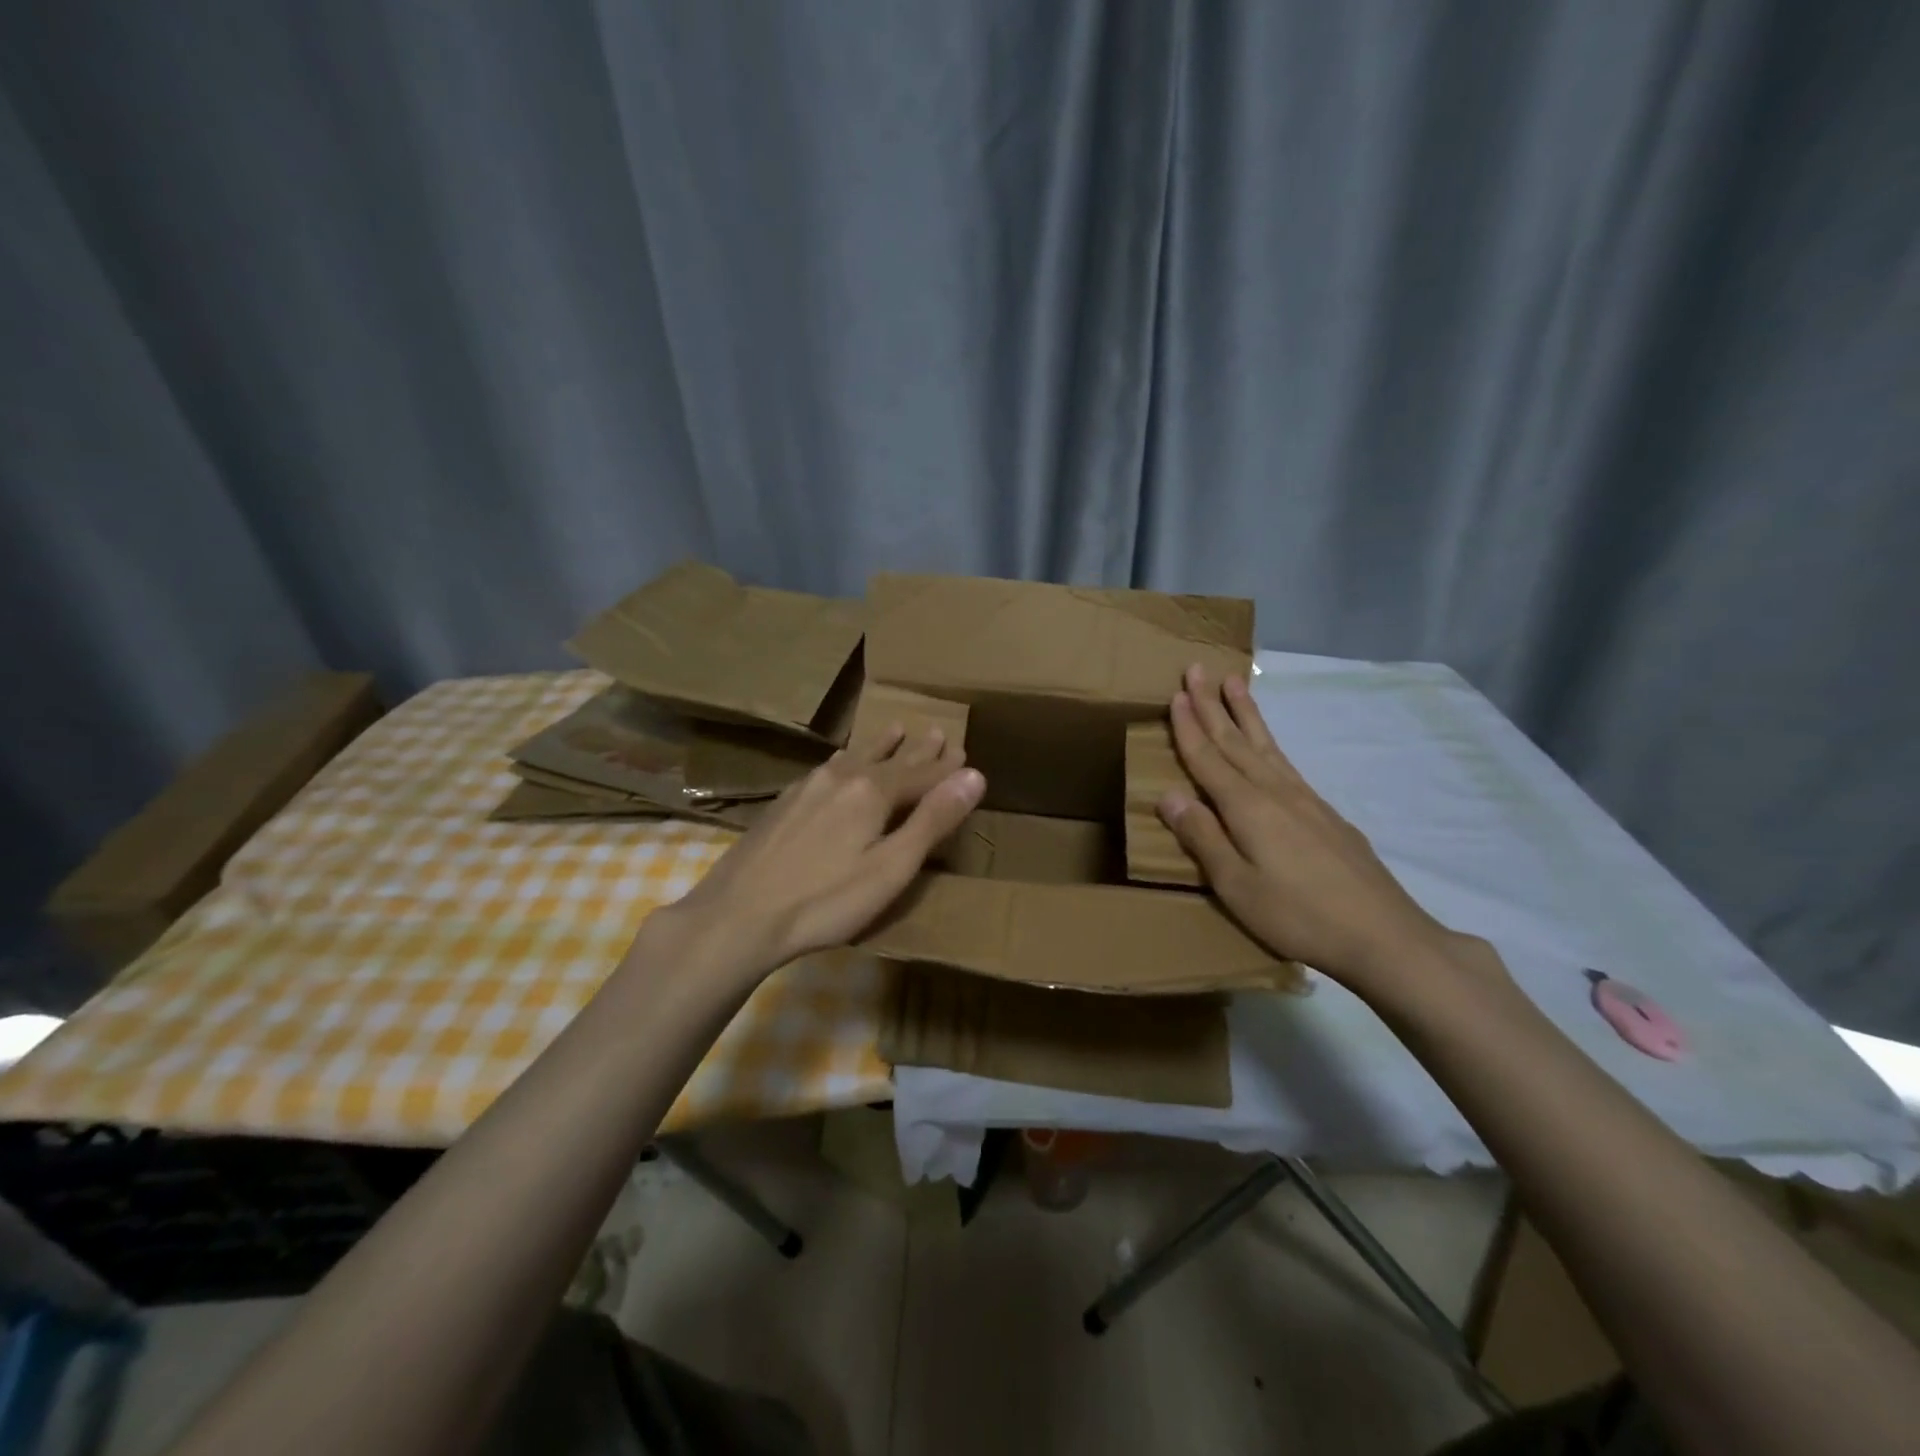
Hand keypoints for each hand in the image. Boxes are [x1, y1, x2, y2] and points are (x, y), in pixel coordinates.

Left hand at [658, 724, 984, 977]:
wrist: (739, 914)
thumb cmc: (826, 900)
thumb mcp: (891, 868)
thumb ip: (933, 820)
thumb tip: (974, 774)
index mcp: (872, 791)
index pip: (921, 773)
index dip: (945, 767)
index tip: (964, 752)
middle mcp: (842, 778)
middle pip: (888, 759)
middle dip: (916, 749)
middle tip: (936, 731)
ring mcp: (808, 787)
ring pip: (854, 757)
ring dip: (880, 745)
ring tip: (894, 730)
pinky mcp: (784, 802)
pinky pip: (828, 768)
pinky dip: (848, 759)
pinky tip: (840, 764)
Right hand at [1157, 664, 1469, 999]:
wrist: (1384, 934)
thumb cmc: (1298, 914)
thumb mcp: (1237, 886)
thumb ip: (1203, 837)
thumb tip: (1168, 794)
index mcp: (1247, 808)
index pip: (1208, 758)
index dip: (1189, 727)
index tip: (1175, 694)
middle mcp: (1274, 791)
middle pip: (1236, 740)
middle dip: (1213, 704)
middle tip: (1197, 668)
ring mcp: (1305, 799)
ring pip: (1265, 744)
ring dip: (1245, 712)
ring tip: (1234, 682)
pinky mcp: (1325, 813)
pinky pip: (1286, 761)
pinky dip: (1270, 741)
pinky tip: (1268, 744)